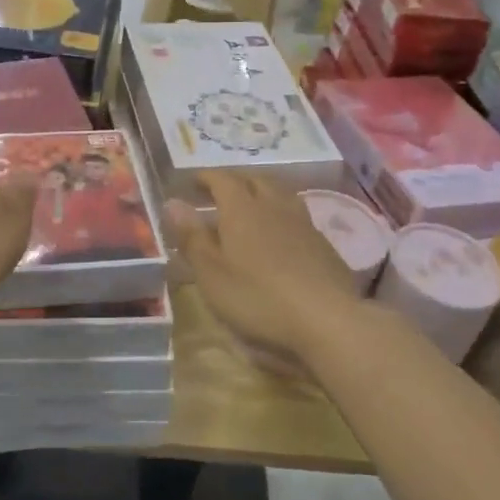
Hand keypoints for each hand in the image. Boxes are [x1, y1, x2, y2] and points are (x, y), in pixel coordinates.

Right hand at [166, 171, 360, 361]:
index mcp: (242, 209)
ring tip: (251, 205)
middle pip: (254, 180)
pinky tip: (280, 233)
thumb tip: (172, 201)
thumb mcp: (211, 273)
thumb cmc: (257, 297)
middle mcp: (273, 206)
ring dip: (262, 192)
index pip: (222, 180)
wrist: (327, 320)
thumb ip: (192, 236)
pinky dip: (281, 214)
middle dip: (235, 181)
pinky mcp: (323, 244)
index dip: (206, 178)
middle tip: (219, 192)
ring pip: (280, 194)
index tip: (192, 182)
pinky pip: (297, 214)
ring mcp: (303, 223)